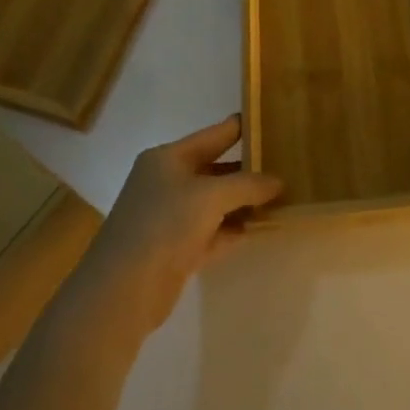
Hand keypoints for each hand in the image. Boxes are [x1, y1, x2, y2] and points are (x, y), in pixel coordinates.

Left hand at [72, 114, 280, 337]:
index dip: (241, 127)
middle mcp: (167, 182)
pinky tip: (264, 227)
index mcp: (167, 158)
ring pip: (216, 202)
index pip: (213, 135)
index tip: (271, 119)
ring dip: (245, 201)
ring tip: (283, 195)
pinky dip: (236, 228)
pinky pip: (214, 231)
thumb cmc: (164, 225)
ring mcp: (170, 217)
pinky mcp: (177, 249)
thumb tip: (278, 181)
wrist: (123, 290)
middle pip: (215, 169)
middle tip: (286, 162)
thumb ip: (248, 184)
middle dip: (249, 168)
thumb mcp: (211, 196)